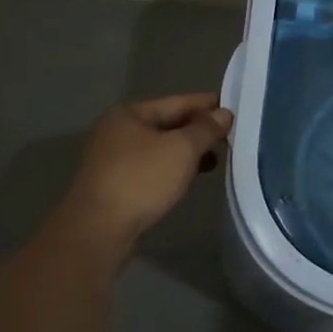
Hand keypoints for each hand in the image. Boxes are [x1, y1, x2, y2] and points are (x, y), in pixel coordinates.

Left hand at [57, 92, 232, 247]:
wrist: (99, 229)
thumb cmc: (141, 179)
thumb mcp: (182, 149)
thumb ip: (206, 129)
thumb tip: (224, 114)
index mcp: (129, 113)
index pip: (177, 102)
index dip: (207, 105)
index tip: (234, 107)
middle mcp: (117, 130)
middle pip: (167, 123)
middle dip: (198, 129)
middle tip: (230, 134)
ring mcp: (113, 158)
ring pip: (160, 147)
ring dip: (188, 151)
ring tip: (217, 157)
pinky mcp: (115, 183)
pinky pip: (152, 166)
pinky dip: (173, 167)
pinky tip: (191, 176)